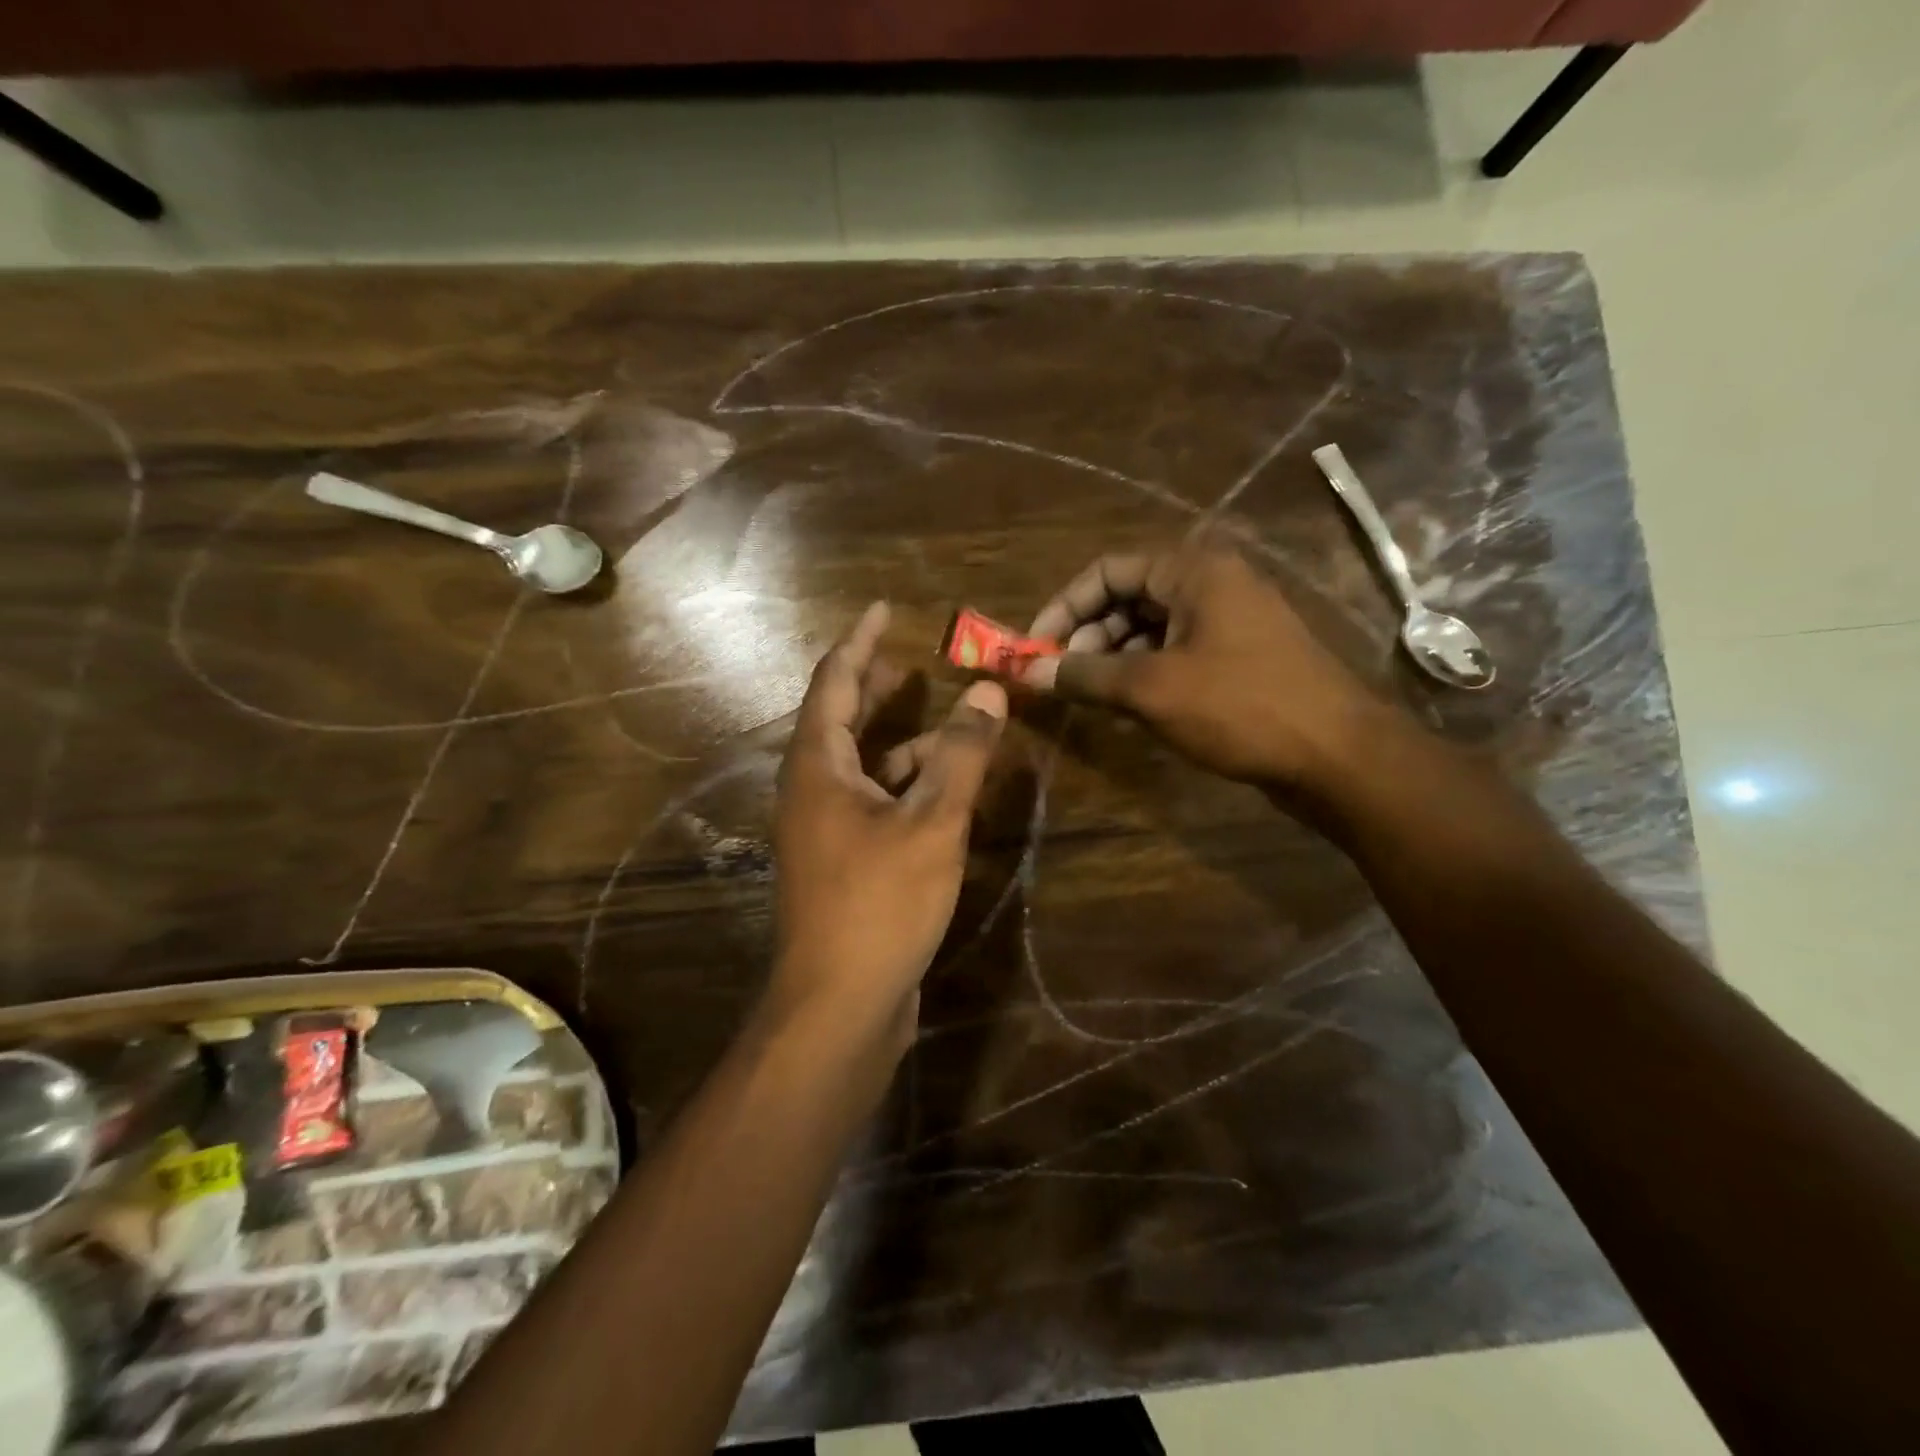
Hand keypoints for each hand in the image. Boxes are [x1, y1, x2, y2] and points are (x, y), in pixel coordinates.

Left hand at [771, 602, 1008, 1033]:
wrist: (839, 1005)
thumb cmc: (879, 903)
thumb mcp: (931, 822)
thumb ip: (960, 754)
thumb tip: (988, 691)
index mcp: (817, 766)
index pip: (834, 681)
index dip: (860, 641)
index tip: (882, 608)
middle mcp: (811, 789)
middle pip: (841, 720)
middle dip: (876, 688)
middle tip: (911, 663)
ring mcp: (824, 829)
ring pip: (862, 765)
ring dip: (901, 741)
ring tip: (948, 725)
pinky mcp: (843, 862)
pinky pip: (873, 803)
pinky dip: (905, 786)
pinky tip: (944, 792)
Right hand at [1020, 542, 1383, 792]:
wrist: (1338, 755)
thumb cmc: (1241, 706)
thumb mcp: (1152, 689)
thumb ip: (1085, 675)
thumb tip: (1027, 670)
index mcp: (1193, 570)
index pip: (1108, 570)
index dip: (1065, 606)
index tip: (1035, 647)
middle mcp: (1212, 584)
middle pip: (1129, 597)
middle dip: (1088, 635)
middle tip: (1062, 678)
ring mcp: (1230, 621)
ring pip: (1151, 628)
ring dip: (1113, 658)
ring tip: (1091, 696)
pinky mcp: (1240, 656)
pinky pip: (1176, 651)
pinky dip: (1145, 672)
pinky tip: (1129, 705)